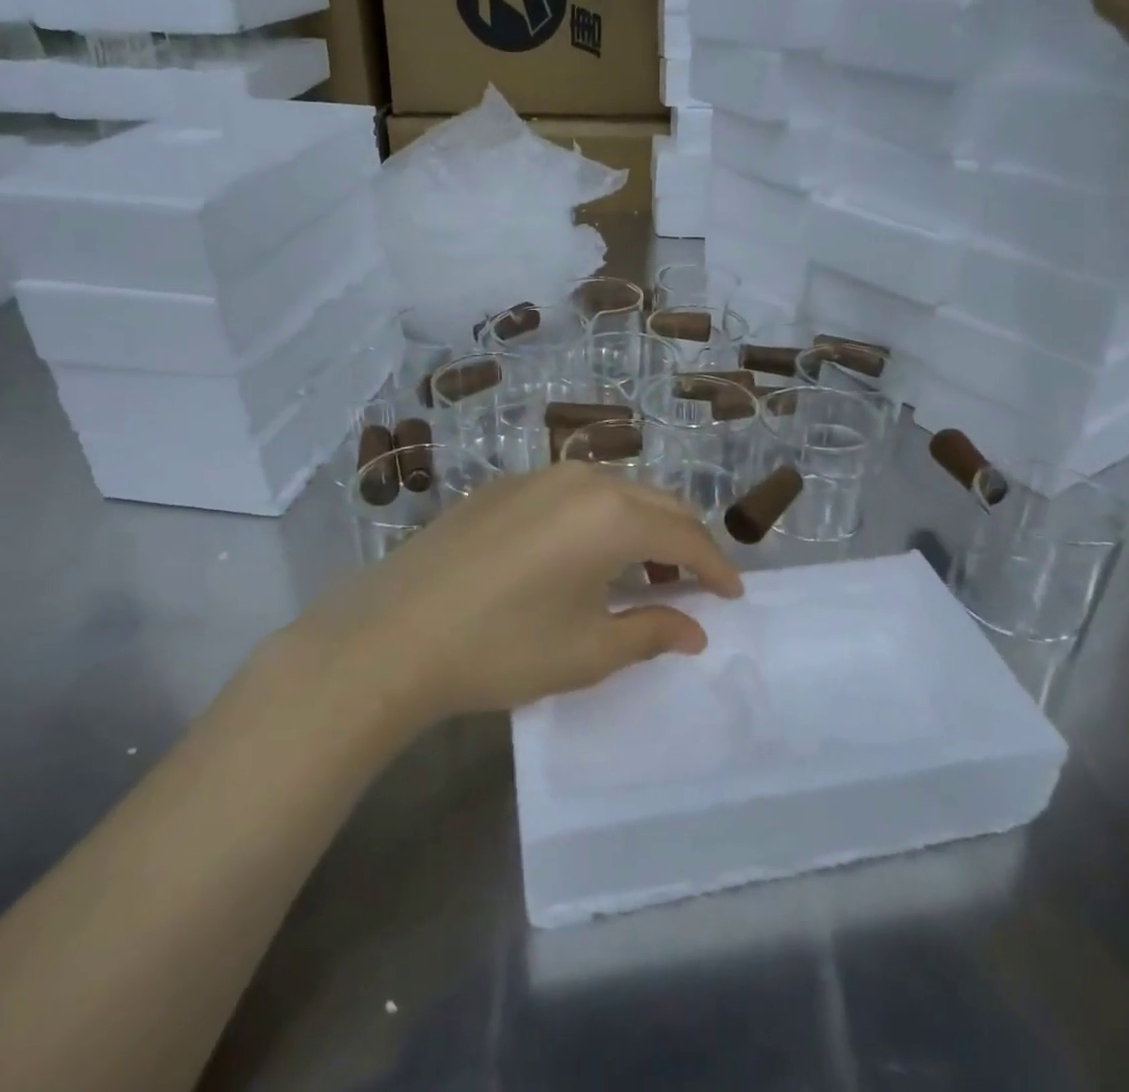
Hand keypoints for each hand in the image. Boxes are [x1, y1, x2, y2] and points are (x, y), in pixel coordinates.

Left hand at [325, 463, 742, 722]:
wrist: (393, 634)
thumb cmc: (502, 647)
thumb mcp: (587, 651)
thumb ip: (651, 633)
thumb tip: (695, 630)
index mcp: (612, 516)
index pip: (686, 537)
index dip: (717, 568)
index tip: (734, 595)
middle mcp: (582, 480)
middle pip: (657, 503)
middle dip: (686, 540)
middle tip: (698, 582)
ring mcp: (538, 477)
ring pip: (615, 491)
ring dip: (642, 526)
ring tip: (644, 571)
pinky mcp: (503, 486)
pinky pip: (573, 493)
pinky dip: (599, 519)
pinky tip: (583, 555)